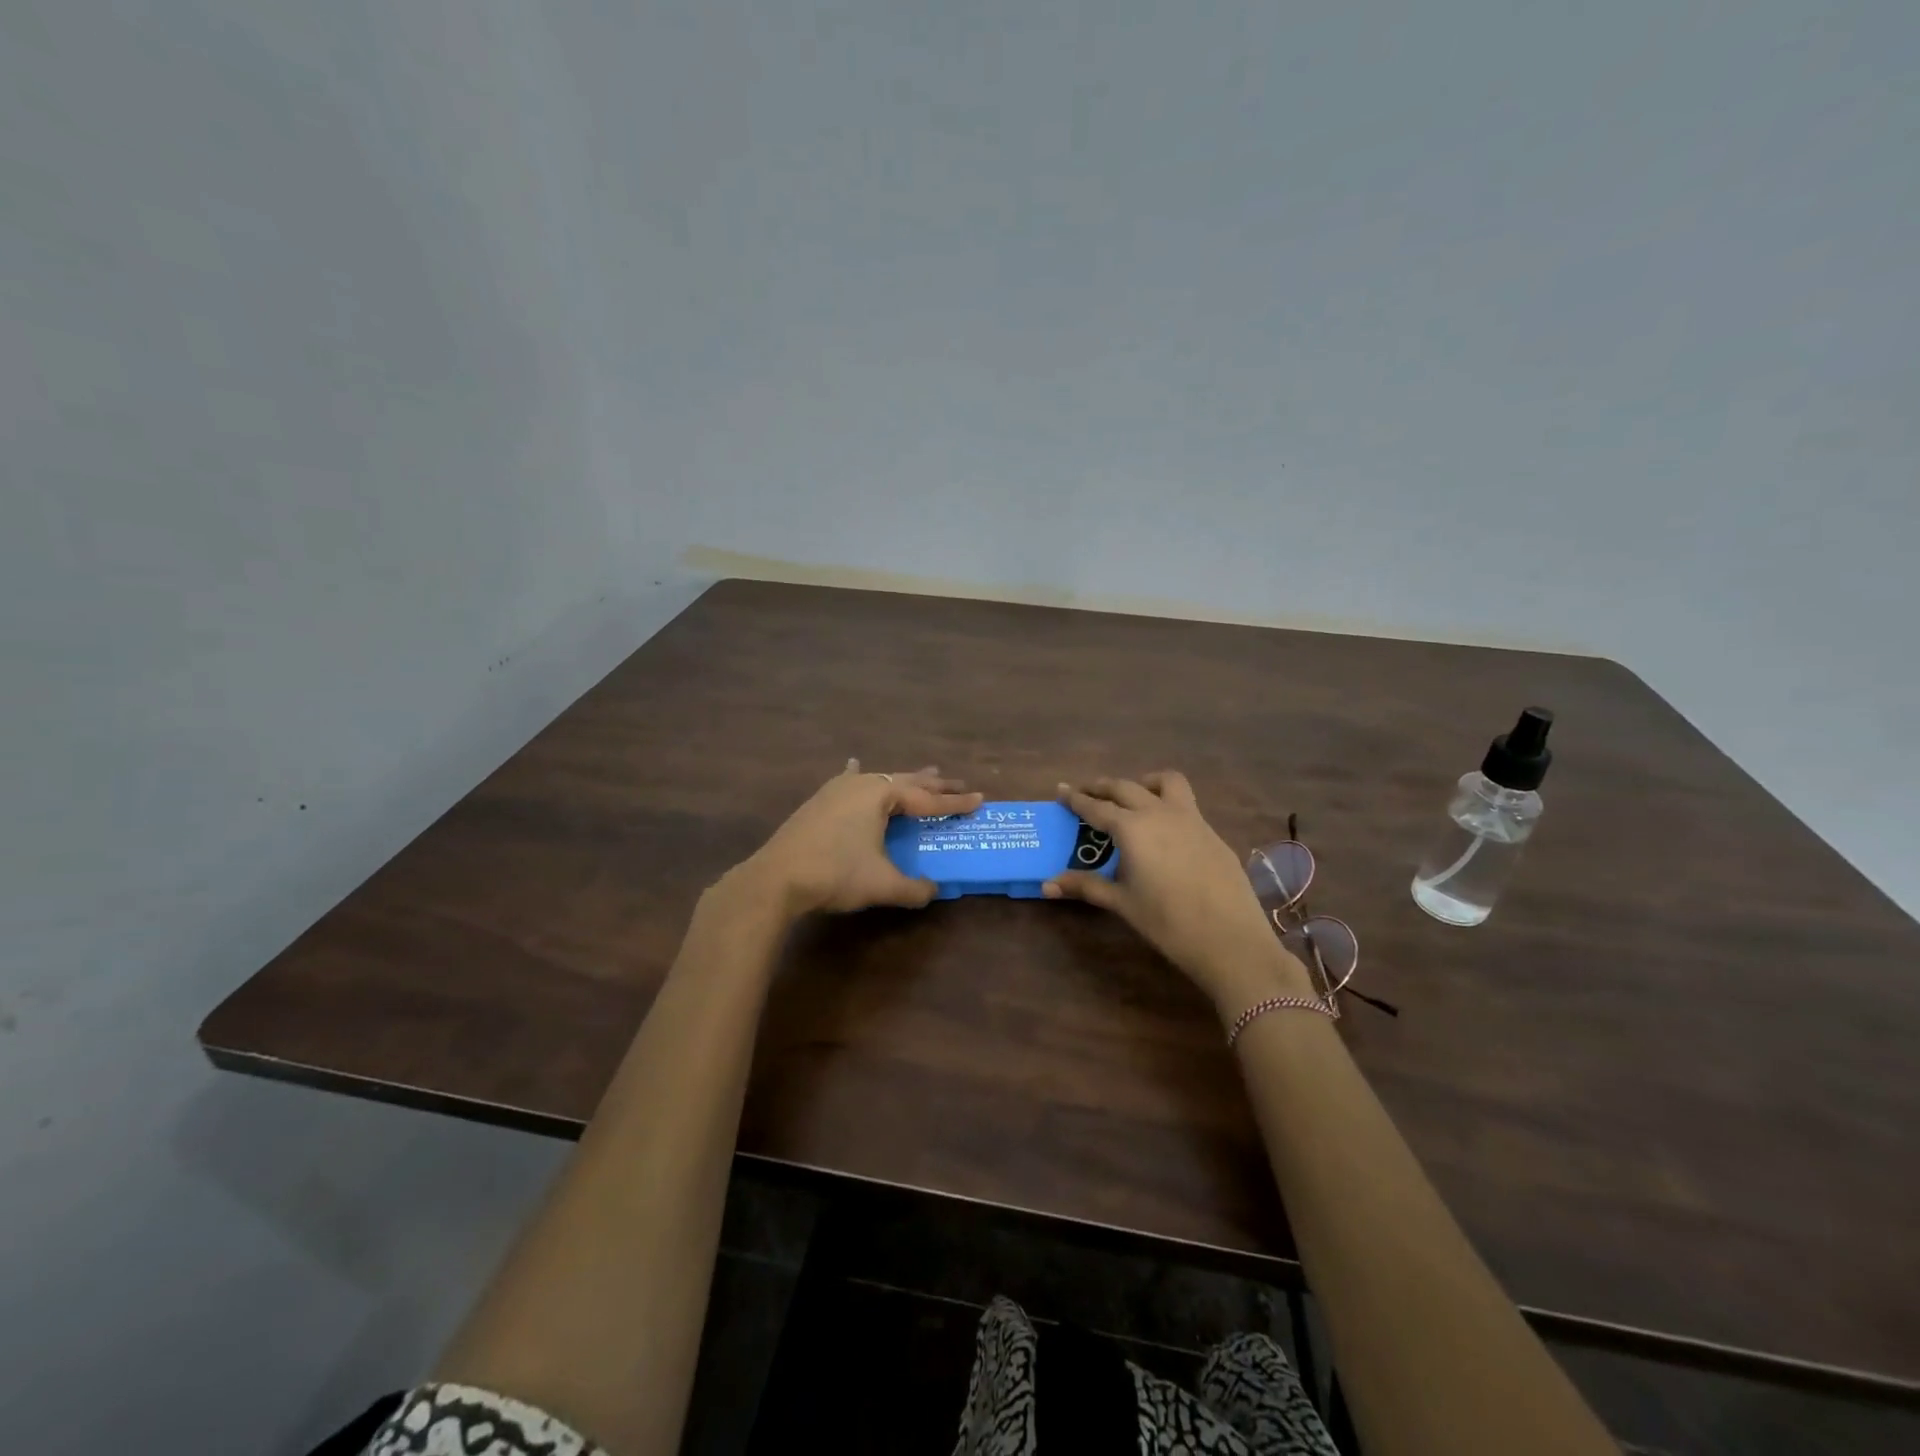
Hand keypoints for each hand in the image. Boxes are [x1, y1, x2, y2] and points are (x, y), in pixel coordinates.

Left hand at [739, 760, 983, 917]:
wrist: (776, 878)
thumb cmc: (835, 873)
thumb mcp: (882, 884)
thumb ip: (914, 888)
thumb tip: (933, 891)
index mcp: (880, 795)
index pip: (927, 799)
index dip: (955, 802)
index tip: (980, 800)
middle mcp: (860, 784)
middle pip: (906, 781)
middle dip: (934, 784)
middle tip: (958, 783)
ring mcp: (836, 790)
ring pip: (879, 779)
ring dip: (903, 780)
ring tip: (925, 773)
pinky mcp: (819, 802)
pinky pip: (849, 781)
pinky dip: (859, 775)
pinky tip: (854, 765)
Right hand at [1043, 773, 1314, 1011]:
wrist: (1230, 939)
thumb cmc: (1168, 922)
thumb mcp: (1123, 903)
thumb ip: (1086, 886)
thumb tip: (1047, 885)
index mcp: (1133, 828)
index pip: (1097, 807)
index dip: (1076, 798)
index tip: (1061, 789)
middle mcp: (1160, 813)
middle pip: (1126, 787)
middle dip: (1103, 787)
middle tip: (1087, 791)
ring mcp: (1191, 819)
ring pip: (1165, 782)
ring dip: (1143, 783)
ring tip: (1133, 797)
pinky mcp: (1212, 832)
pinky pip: (1186, 804)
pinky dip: (1167, 804)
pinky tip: (1165, 831)